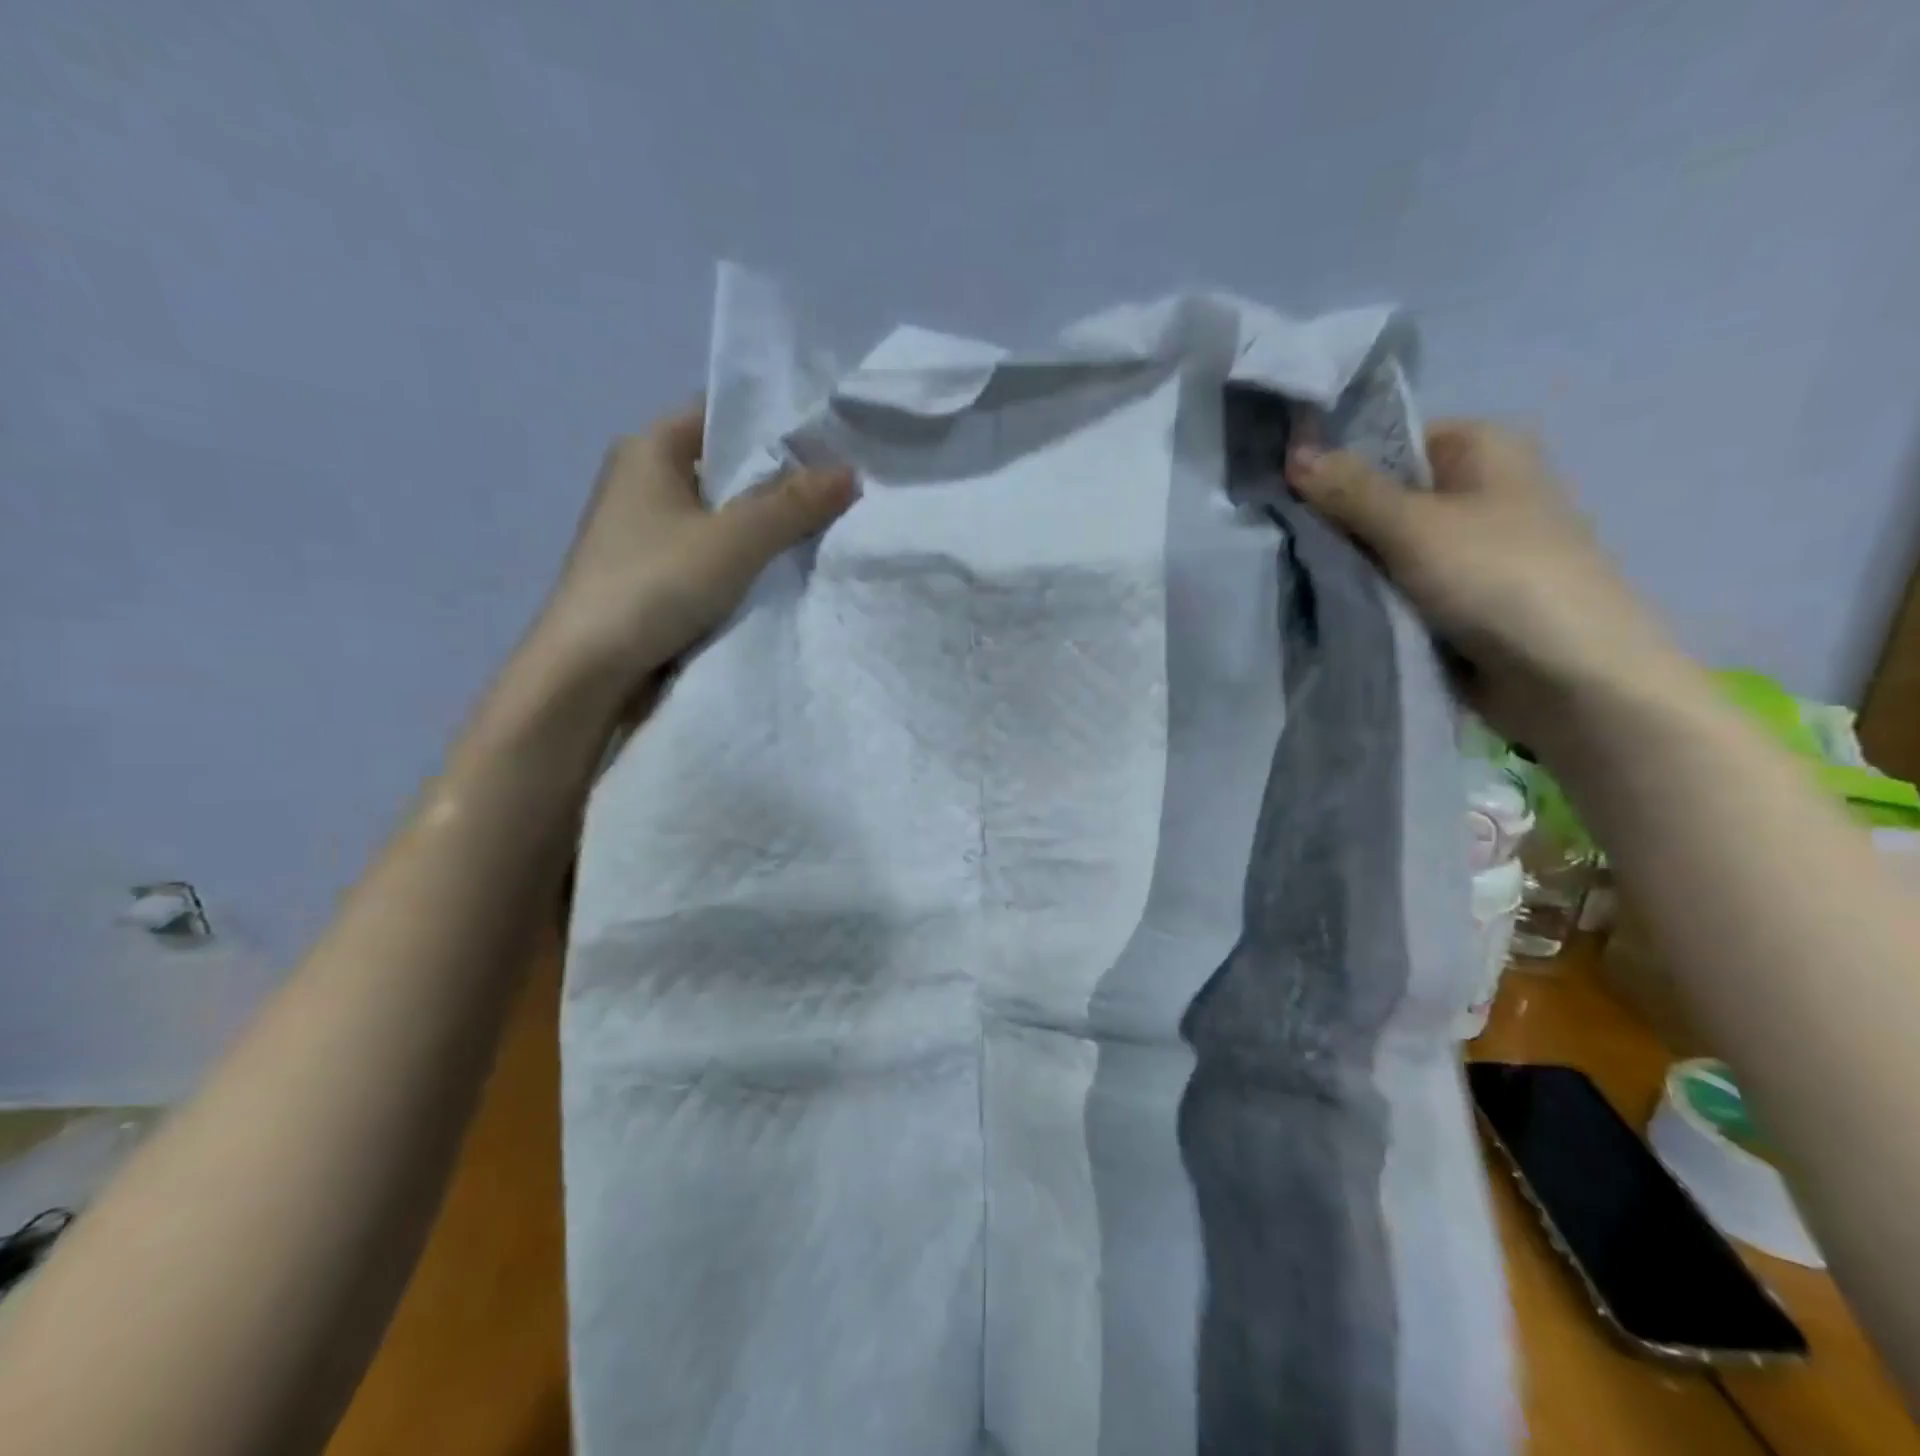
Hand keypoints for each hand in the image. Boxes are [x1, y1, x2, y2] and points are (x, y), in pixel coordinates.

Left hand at [530, 403, 856, 695]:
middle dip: (778, 479)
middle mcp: (642, 478)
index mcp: (649, 448)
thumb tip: (850, 472)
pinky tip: (780, 568)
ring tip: (823, 526)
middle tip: (839, 488)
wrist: (587, 670)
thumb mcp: (734, 540)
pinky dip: (742, 555)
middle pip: (724, 466)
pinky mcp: (650, 571)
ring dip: (762, 523)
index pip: (721, 414)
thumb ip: (793, 504)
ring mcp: (643, 528)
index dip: (775, 424)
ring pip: (719, 512)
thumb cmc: (655, 585)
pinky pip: (709, 549)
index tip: (829, 441)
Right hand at [1285, 420, 1685, 749]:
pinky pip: (1394, 582)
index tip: (1282, 494)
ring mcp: (1464, 546)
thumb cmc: (1497, 578)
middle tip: (1282, 541)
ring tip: (1296, 574)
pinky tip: (1326, 601)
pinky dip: (1365, 592)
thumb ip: (1348, 490)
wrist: (1568, 676)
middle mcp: (1474, 488)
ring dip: (1345, 562)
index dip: (1333, 464)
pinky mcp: (1454, 595)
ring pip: (1381, 544)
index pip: (1386, 441)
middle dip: (1333, 520)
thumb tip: (1293, 451)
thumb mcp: (1413, 525)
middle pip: (1380, 494)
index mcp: (1480, 447)